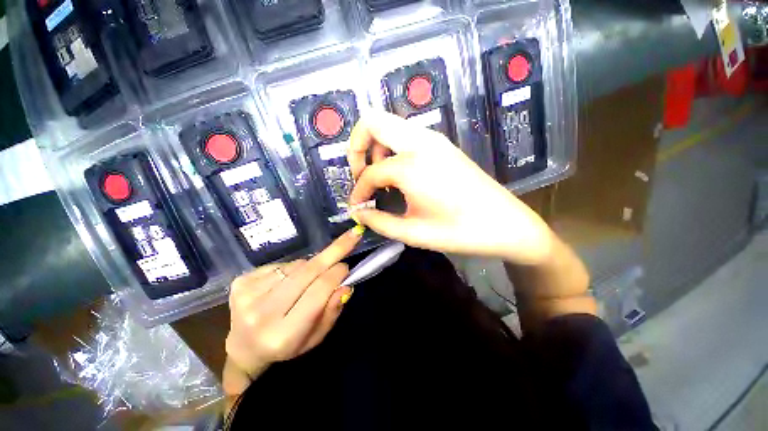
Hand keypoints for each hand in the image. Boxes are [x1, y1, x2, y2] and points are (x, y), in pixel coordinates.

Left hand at [225, 228, 361, 381]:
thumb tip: (346, 285)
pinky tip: (288, 280)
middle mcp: (262, 313)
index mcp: (283, 334)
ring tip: (308, 278)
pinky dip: (292, 268)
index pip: (318, 292)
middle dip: (333, 252)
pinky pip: (281, 265)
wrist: (243, 348)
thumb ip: (332, 312)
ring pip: (296, 265)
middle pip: (307, 272)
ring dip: (310, 265)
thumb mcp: (315, 337)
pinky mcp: (241, 281)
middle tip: (351, 236)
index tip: (347, 265)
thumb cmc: (286, 346)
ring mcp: (247, 295)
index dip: (336, 274)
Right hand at [348, 112, 552, 264]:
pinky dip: (393, 149)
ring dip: (376, 147)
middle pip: (372, 122)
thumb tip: (358, 212)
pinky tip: (399, 175)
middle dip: (357, 147)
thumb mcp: (412, 232)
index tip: (357, 207)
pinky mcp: (442, 144)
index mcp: (410, 165)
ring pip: (390, 126)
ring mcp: (433, 140)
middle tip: (360, 175)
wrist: (504, 223)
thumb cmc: (458, 231)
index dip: (358, 191)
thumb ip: (378, 221)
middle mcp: (419, 143)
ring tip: (379, 177)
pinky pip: (406, 136)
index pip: (370, 173)